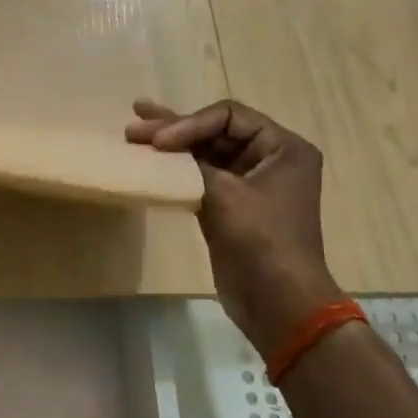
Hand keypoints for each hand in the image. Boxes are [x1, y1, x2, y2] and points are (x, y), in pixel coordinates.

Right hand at [127, 97, 342, 352]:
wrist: (277, 300)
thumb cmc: (260, 240)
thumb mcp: (225, 193)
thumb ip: (190, 163)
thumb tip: (157, 146)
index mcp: (282, 147)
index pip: (227, 116)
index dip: (189, 123)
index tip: (159, 143)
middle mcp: (269, 158)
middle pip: (215, 131)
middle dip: (174, 127)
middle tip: (135, 121)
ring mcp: (249, 183)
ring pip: (204, 153)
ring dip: (171, 146)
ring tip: (135, 132)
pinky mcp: (231, 206)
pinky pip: (200, 177)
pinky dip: (176, 170)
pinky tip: (150, 164)